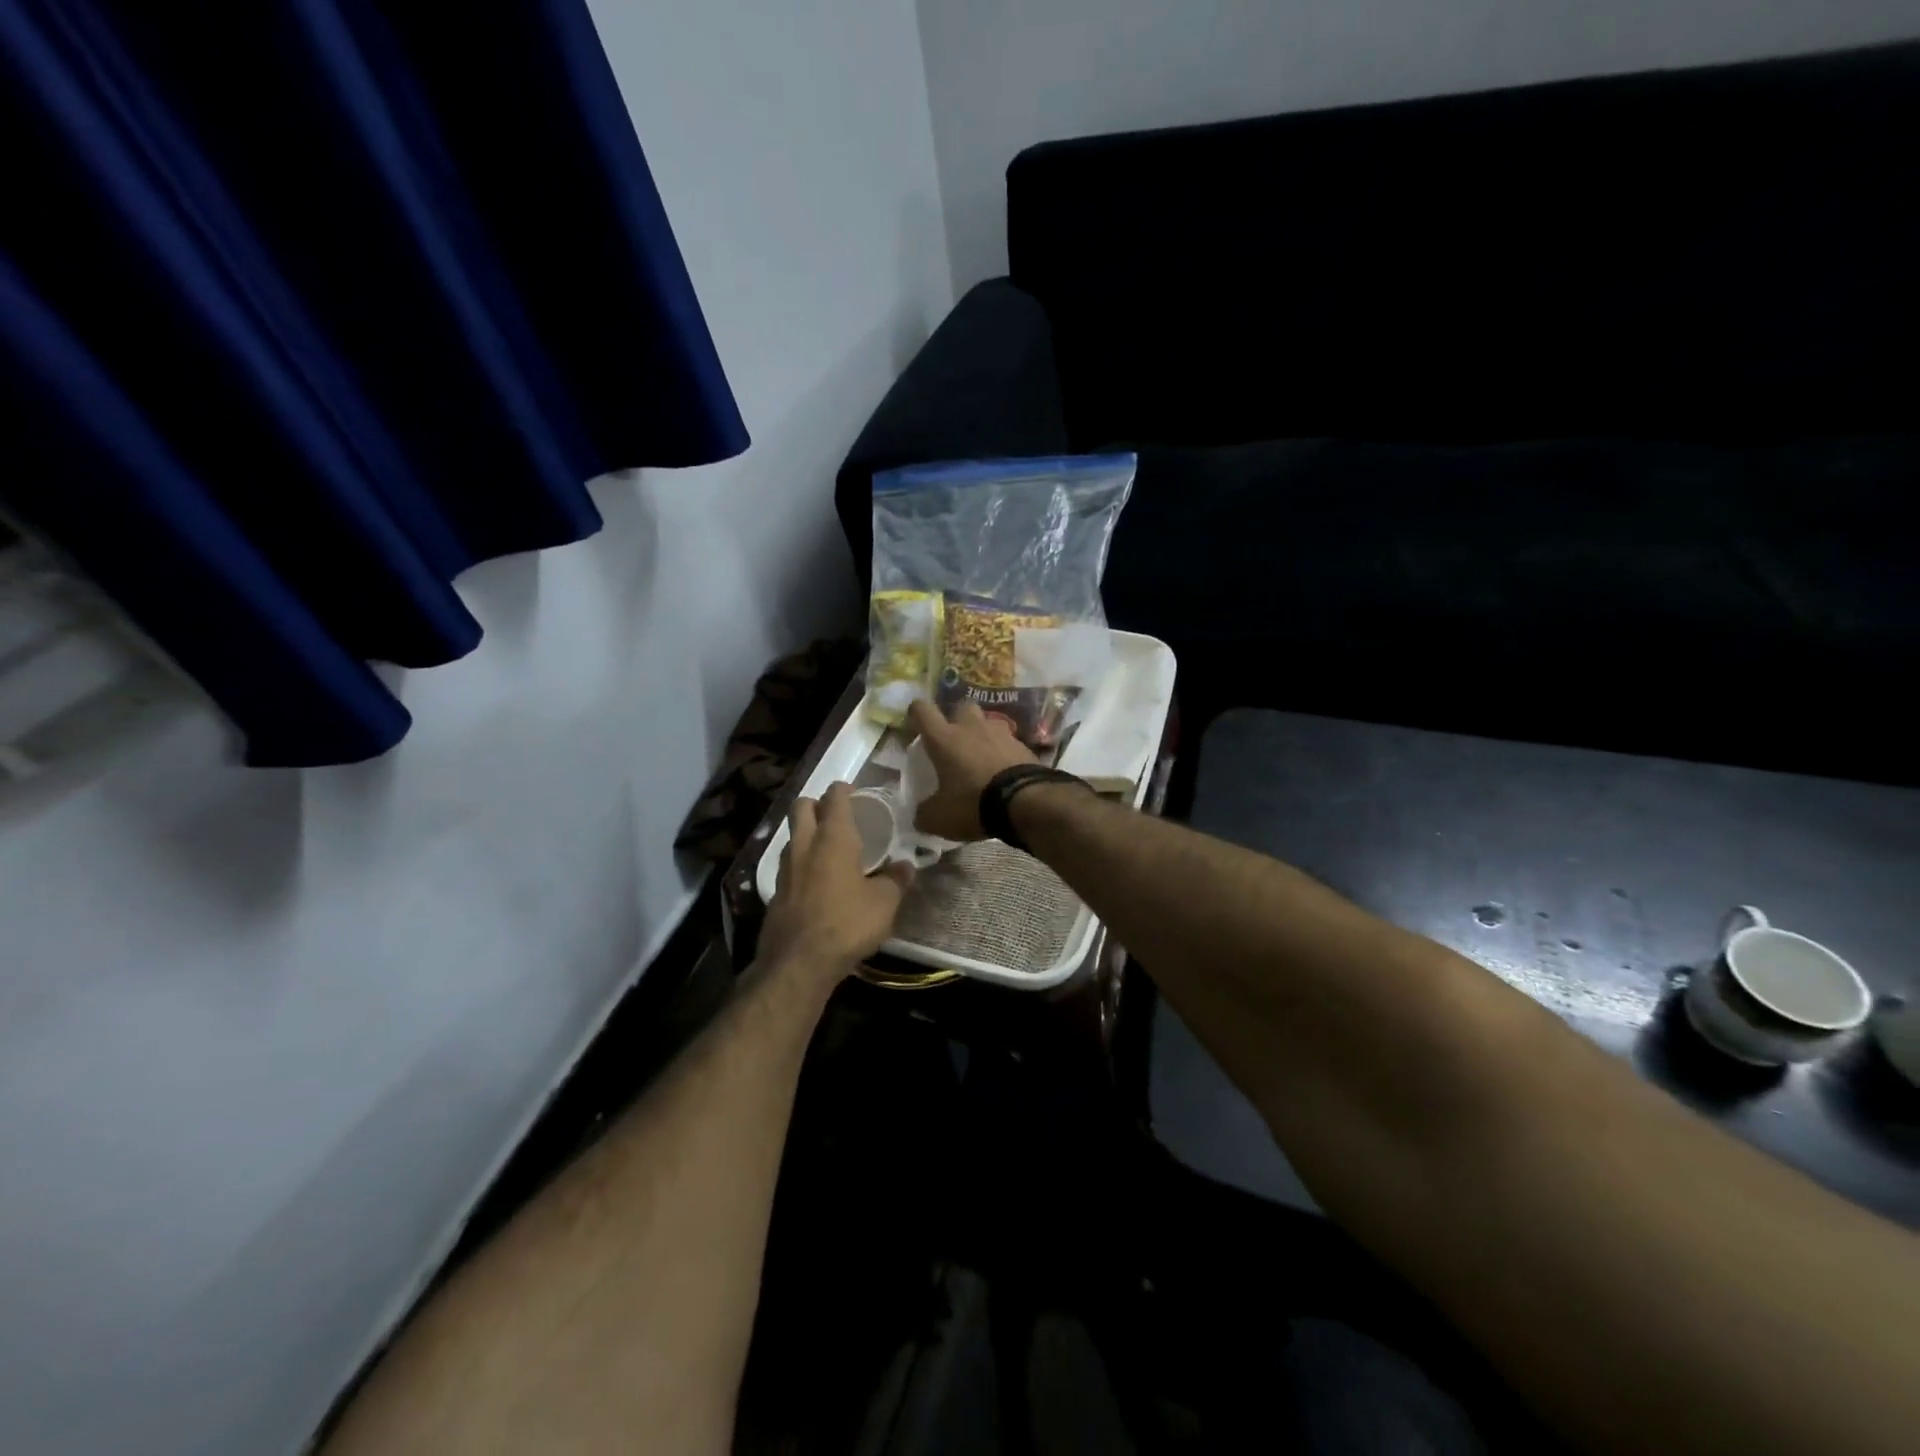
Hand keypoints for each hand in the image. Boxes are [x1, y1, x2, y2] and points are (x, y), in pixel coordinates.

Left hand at [760, 783, 912, 981]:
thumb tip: (907, 866)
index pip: (834, 797)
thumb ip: (896, 880)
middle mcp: (804, 844)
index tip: (855, 791)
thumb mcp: (884, 903)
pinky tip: (816, 881)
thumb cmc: (847, 923)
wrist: (798, 963)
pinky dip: (801, 863)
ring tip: (828, 847)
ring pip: (792, 835)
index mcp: (833, 837)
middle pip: (801, 807)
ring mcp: (785, 868)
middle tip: (836, 814)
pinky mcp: (775, 892)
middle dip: (817, 803)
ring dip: (806, 833)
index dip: (844, 789)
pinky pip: (788, 865)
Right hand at [907, 700, 1037, 840]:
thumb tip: (921, 814)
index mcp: (944, 738)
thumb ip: (925, 813)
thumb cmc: (973, 803)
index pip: (922, 710)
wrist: (1026, 802)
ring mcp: (1001, 733)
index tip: (915, 724)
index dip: (916, 713)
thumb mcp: (940, 818)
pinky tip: (1003, 770)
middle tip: (954, 741)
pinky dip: (1003, 752)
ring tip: (981, 756)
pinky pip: (1008, 742)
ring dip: (982, 734)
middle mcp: (971, 728)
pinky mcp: (1023, 745)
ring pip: (987, 722)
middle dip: (956, 719)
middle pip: (961, 707)